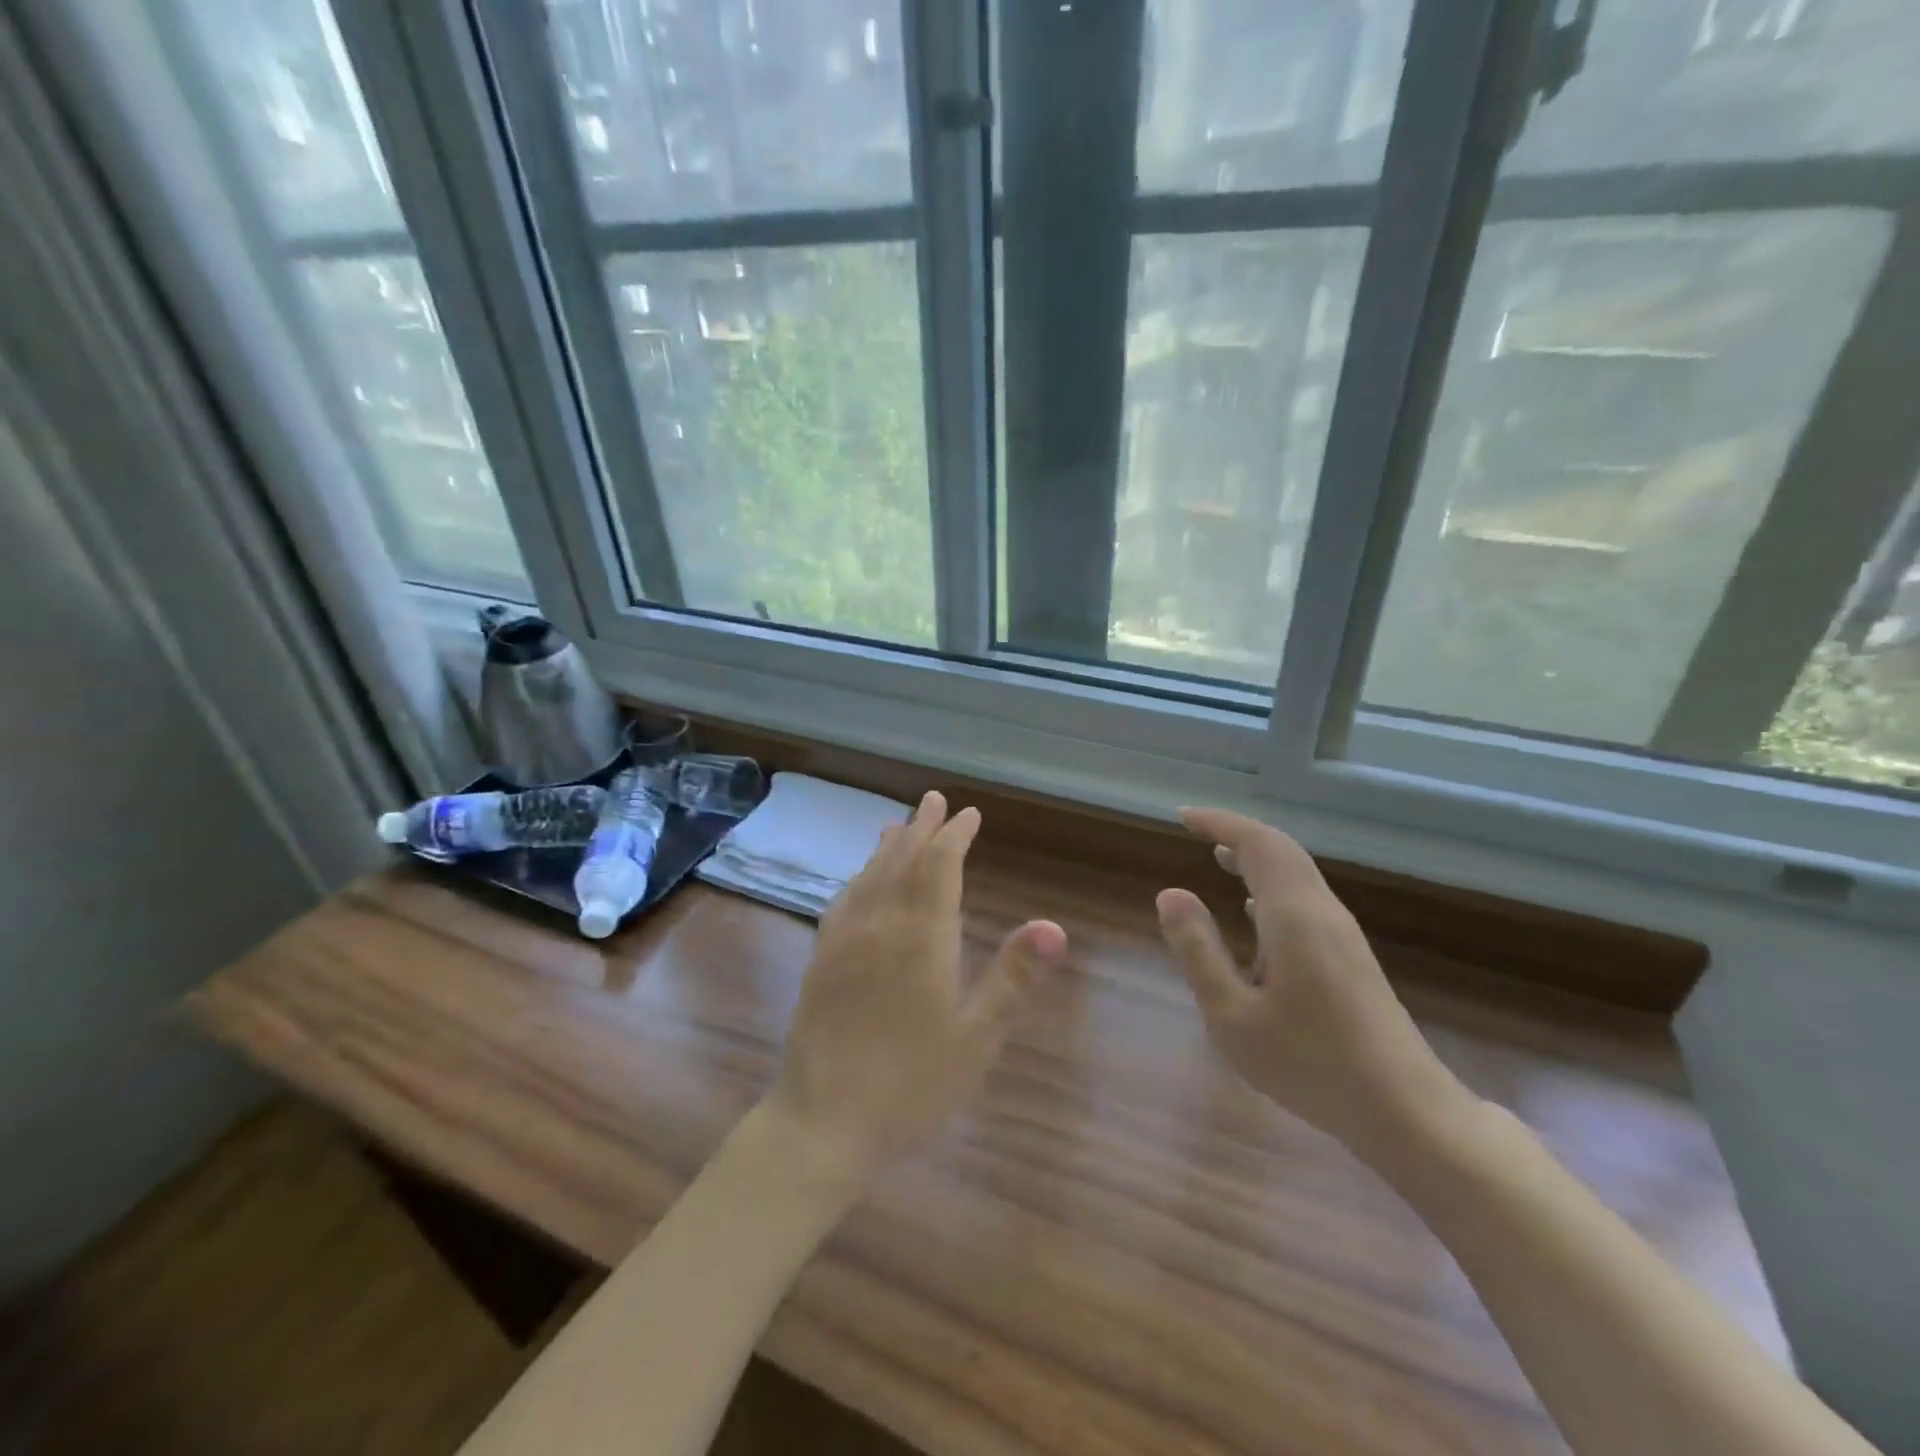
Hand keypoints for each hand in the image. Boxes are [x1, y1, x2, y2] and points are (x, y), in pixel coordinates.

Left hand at [763, 791, 1067, 1183]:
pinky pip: (843, 901)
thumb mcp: (976, 1038)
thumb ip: (1013, 978)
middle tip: (934, 799)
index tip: (968, 814)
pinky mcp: (820, 960)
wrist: (823, 1121)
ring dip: (888, 846)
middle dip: (922, 828)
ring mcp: (844, 940)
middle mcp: (881, 924)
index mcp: (922, 937)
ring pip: (870, 876)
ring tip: (898, 824)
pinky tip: (859, 880)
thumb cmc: (912, 1085)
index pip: (940, 867)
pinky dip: (858, 878)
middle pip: (903, 861)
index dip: (955, 836)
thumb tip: (1054, 925)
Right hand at [1156, 807, 1467, 1157]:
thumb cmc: (1310, 1064)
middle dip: (1237, 833)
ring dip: (1255, 858)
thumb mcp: (1232, 1016)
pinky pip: (1304, 899)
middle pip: (1281, 850)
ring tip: (1218, 858)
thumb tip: (1170, 894)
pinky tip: (1251, 914)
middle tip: (1195, 830)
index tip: (1182, 817)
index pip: (1257, 844)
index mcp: (1294, 916)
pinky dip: (1270, 887)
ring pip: (1296, 874)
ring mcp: (1342, 935)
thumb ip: (1198, 951)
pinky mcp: (1350, 957)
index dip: (1219, 823)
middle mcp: (1322, 913)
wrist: (1406, 1111)